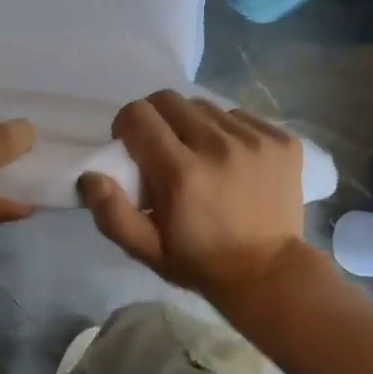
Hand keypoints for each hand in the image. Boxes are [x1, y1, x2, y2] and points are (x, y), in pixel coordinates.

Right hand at [79, 91, 308, 302]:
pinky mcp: (282, 141)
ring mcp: (255, 140)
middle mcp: (218, 147)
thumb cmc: (199, 261)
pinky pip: (239, 115)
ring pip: (204, 106)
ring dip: (192, 124)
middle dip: (155, 118)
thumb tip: (89, 176)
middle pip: (169, 100)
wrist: (269, 273)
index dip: (126, 126)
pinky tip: (230, 158)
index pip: (138, 115)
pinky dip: (227, 130)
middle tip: (161, 147)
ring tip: (199, 154)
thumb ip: (111, 213)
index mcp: (181, 173)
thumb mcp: (146, 250)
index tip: (131, 147)